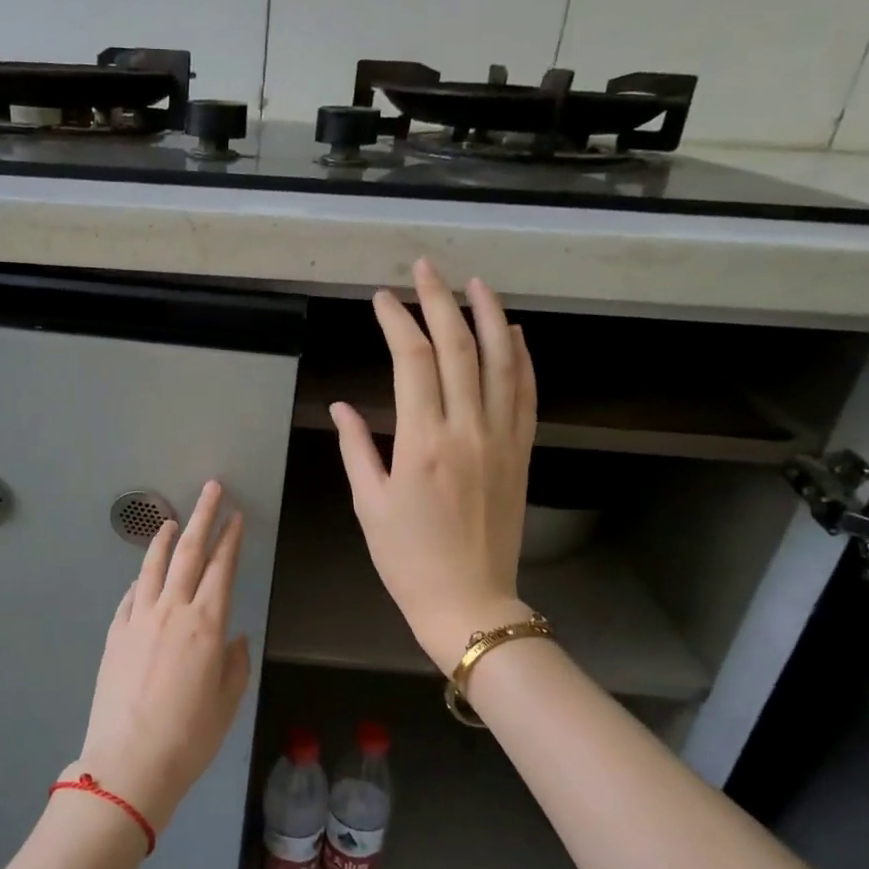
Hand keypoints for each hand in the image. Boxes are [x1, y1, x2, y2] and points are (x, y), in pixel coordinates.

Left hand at [74, 481, 250, 832]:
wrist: (129, 762)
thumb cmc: (189, 737)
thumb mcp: (227, 702)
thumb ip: (235, 662)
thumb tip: (233, 637)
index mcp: (207, 625)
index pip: (222, 568)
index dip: (231, 539)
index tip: (236, 516)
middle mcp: (172, 611)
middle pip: (189, 553)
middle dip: (203, 517)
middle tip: (212, 489)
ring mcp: (138, 619)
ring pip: (154, 566)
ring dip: (165, 539)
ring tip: (172, 520)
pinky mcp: (115, 634)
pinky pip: (131, 595)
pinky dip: (141, 579)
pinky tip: (144, 575)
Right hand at [331, 259, 537, 673]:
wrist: (469, 601)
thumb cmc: (407, 558)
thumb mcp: (369, 504)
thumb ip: (357, 448)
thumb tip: (342, 405)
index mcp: (422, 442)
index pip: (412, 361)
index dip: (397, 321)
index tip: (382, 299)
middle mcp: (467, 429)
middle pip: (457, 347)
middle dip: (440, 300)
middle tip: (426, 267)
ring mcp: (501, 438)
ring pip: (502, 361)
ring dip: (490, 315)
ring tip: (476, 282)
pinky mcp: (521, 452)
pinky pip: (526, 393)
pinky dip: (522, 357)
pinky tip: (515, 333)